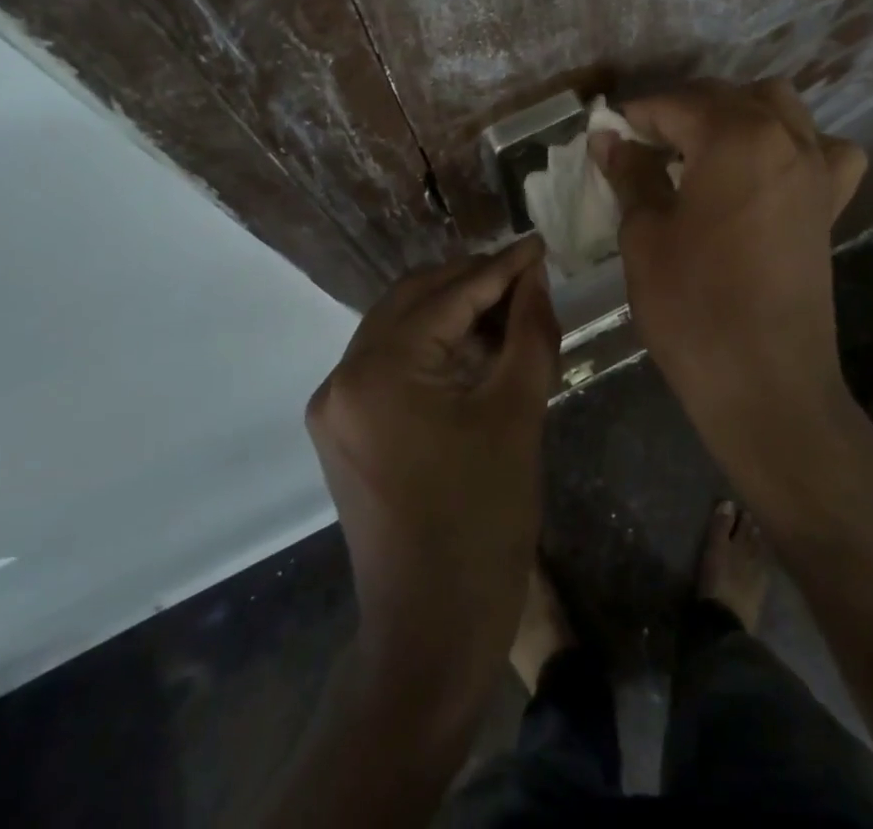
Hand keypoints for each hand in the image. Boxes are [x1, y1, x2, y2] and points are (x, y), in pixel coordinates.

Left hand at [305, 237, 558, 729]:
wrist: (432, 629)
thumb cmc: (484, 520)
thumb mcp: (517, 414)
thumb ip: (529, 331)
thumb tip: (535, 276)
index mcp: (378, 372)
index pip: (447, 296)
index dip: (499, 267)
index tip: (539, 243)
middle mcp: (341, 377)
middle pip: (412, 300)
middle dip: (471, 281)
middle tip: (526, 273)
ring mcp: (334, 404)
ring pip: (397, 327)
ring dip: (450, 310)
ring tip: (507, 305)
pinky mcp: (342, 427)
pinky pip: (388, 361)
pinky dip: (430, 345)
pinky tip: (473, 345)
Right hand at [592, 80, 865, 486]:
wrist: (765, 383)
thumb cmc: (693, 306)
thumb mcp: (645, 235)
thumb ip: (631, 174)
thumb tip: (609, 139)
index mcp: (736, 137)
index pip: (675, 104)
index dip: (635, 116)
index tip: (607, 134)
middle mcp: (785, 138)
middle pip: (725, 97)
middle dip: (680, 111)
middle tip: (642, 146)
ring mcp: (816, 169)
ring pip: (778, 108)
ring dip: (736, 114)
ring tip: (702, 149)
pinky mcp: (830, 204)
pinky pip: (822, 152)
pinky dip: (795, 145)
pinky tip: (769, 171)